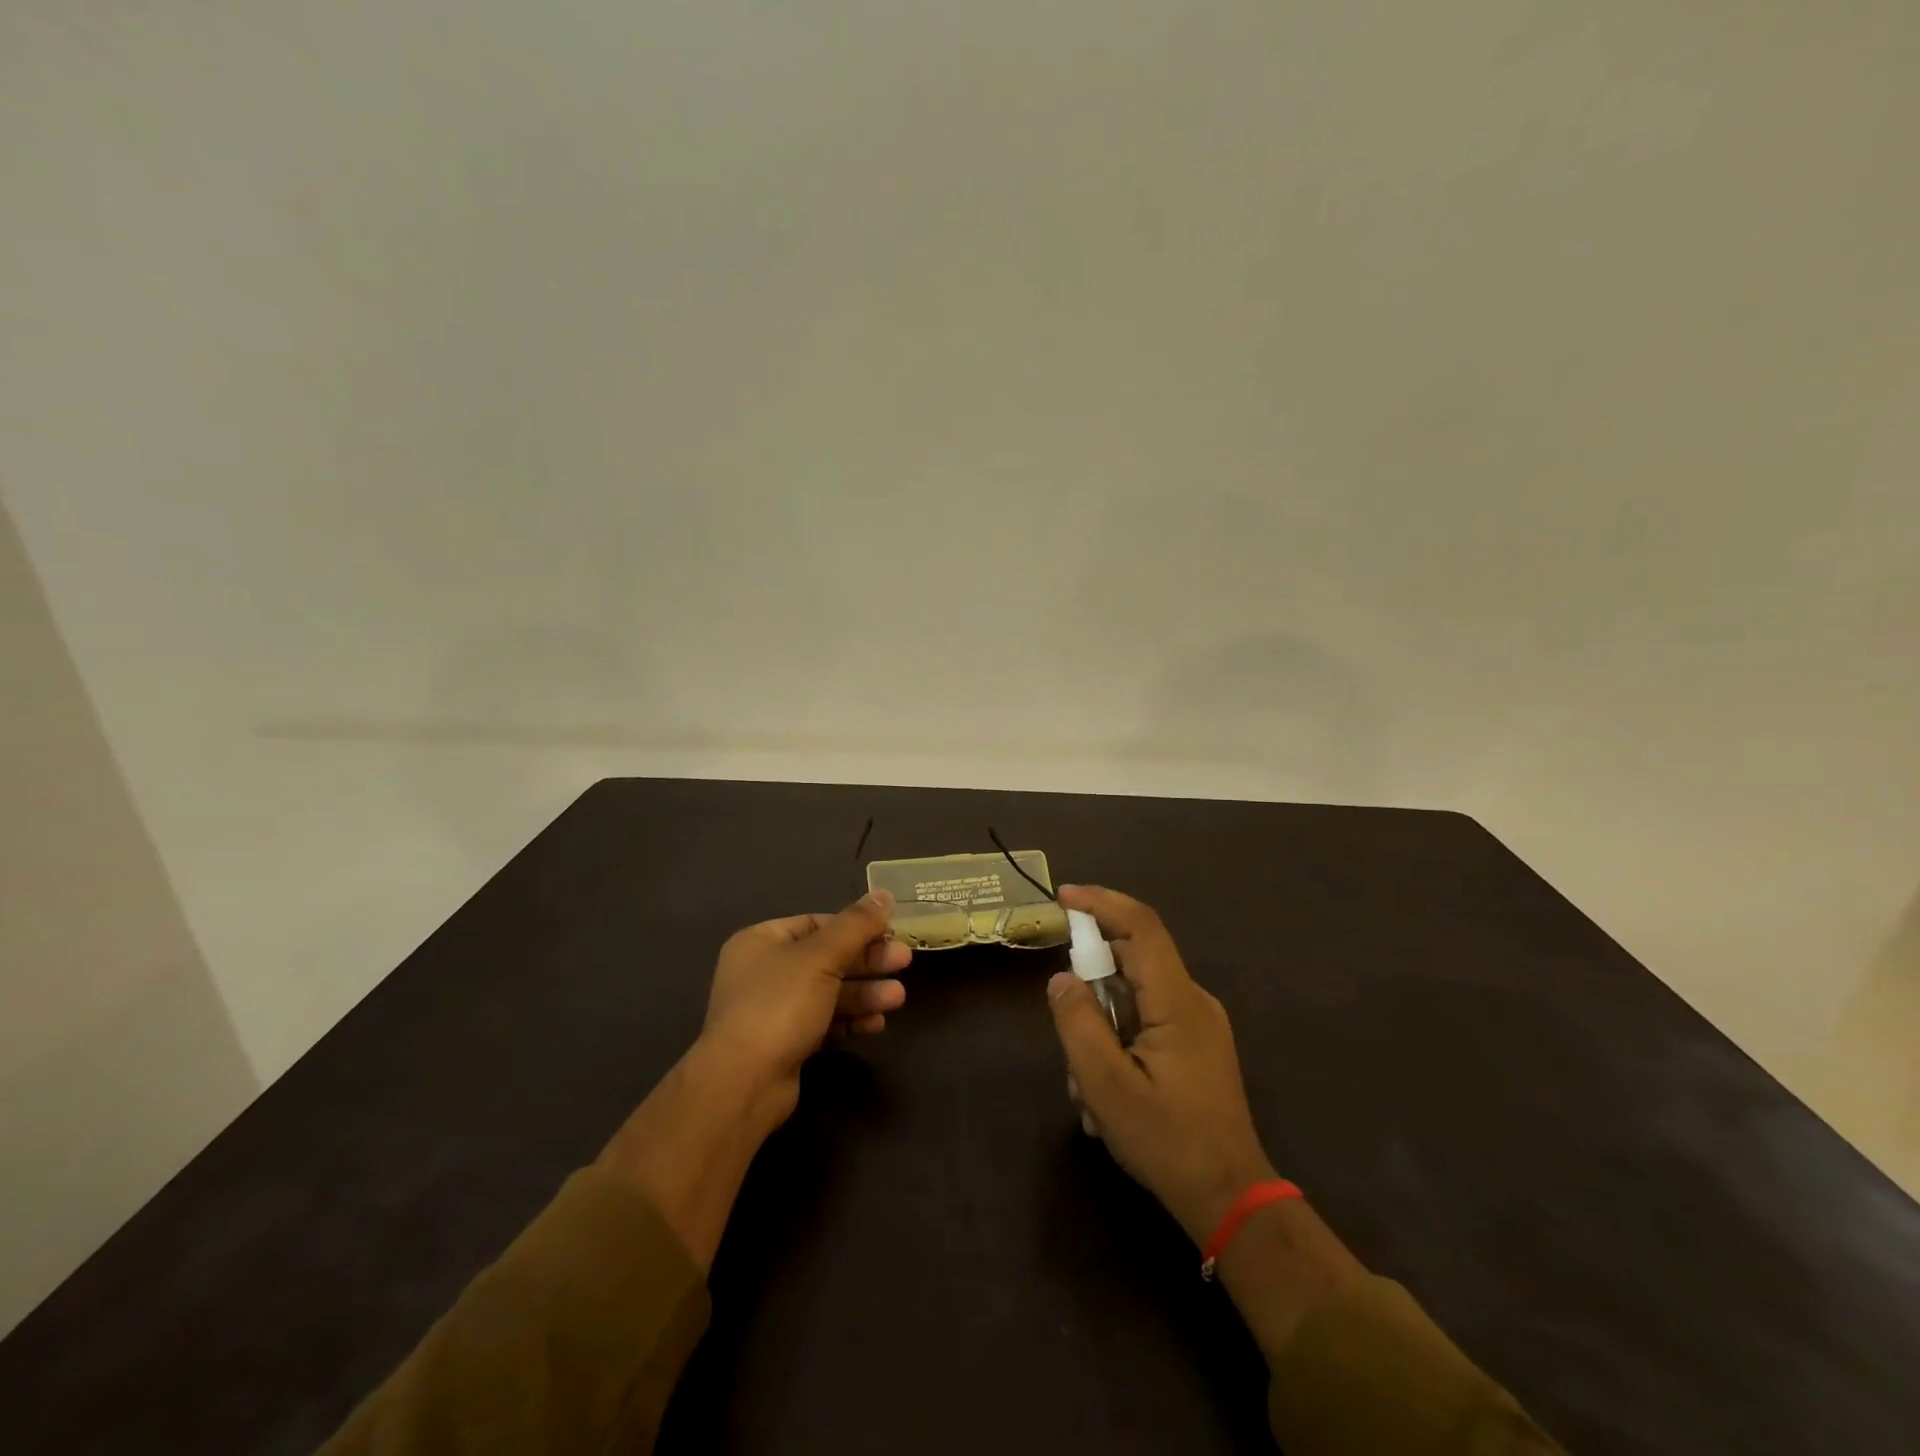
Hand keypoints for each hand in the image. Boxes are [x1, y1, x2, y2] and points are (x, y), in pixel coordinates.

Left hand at [700, 889, 909, 1129]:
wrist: (743, 1084)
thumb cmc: (779, 1005)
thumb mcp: (822, 957)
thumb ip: (856, 925)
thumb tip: (884, 893)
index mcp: (762, 941)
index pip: (817, 923)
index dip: (856, 927)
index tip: (890, 932)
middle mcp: (764, 971)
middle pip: (826, 958)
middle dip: (867, 962)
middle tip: (904, 962)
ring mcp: (773, 1010)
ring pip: (829, 992)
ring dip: (865, 993)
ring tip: (898, 999)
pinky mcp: (785, 1043)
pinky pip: (824, 1022)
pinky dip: (850, 1020)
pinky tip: (877, 1024)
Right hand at [1046, 885, 1275, 1242]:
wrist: (1231, 1200)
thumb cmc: (1168, 1142)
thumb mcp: (1107, 1086)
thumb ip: (1078, 1024)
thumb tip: (1061, 978)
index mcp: (1178, 1002)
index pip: (1141, 928)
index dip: (1102, 902)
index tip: (1063, 897)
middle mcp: (1193, 1001)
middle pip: (1134, 961)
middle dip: (1090, 985)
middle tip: (1066, 1032)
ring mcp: (1198, 1024)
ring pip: (1134, 997)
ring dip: (1101, 1029)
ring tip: (1088, 1091)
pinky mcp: (1195, 1045)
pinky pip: (1146, 1021)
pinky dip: (1117, 1042)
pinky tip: (1105, 1095)